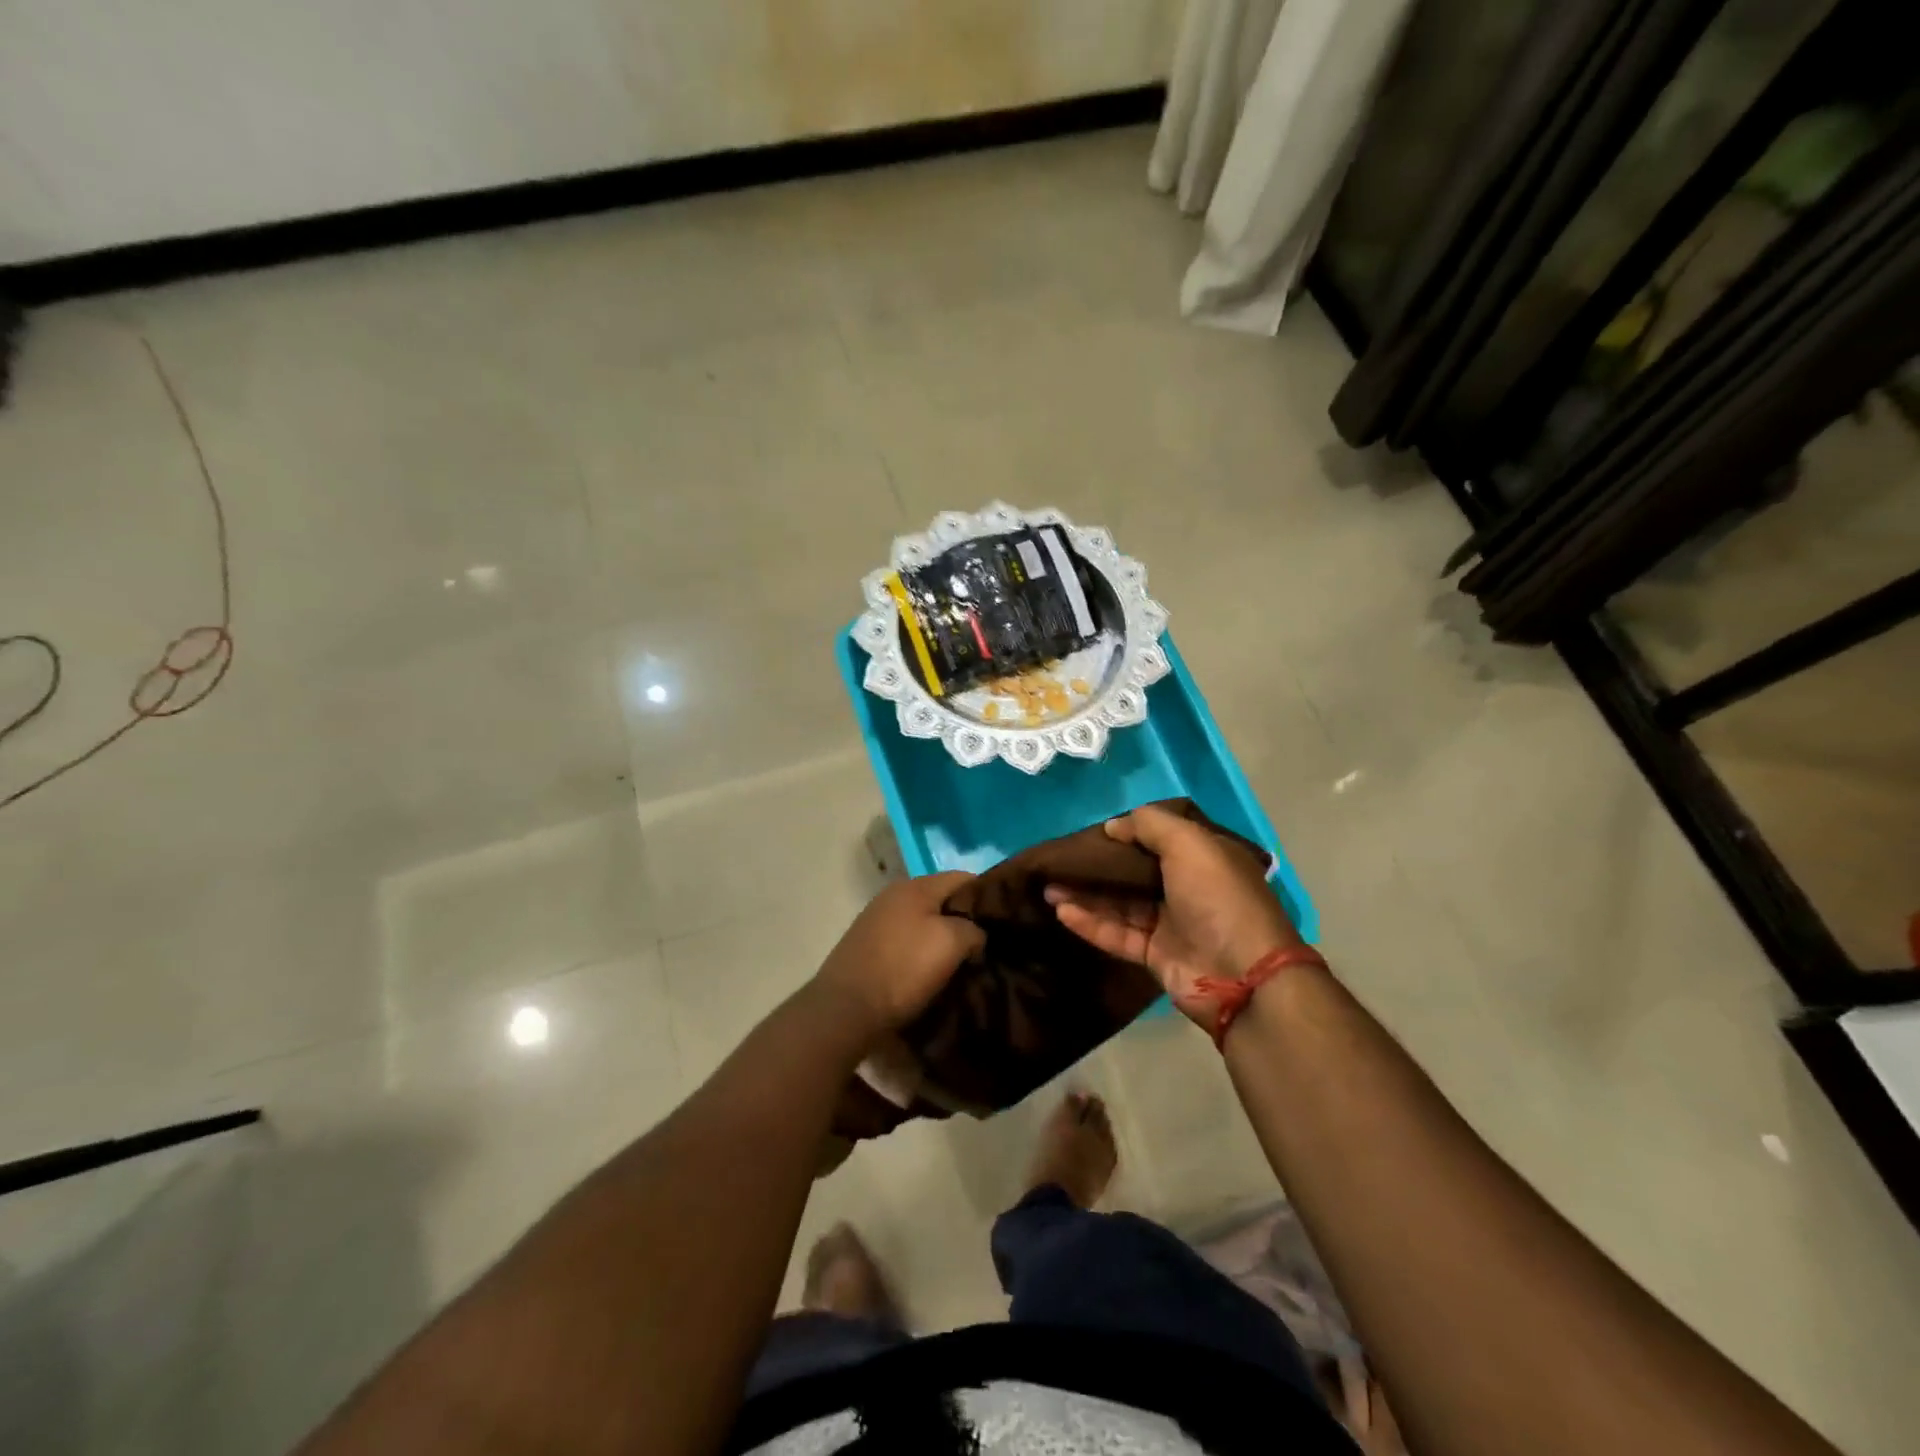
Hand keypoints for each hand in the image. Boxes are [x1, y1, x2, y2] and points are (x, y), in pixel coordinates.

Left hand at [813, 872, 984, 1039]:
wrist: (845, 1010)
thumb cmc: (903, 968)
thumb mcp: (951, 943)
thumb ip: (973, 930)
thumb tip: (976, 935)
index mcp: (914, 885)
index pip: (964, 878)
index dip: (988, 896)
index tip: (1006, 921)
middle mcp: (893, 896)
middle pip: (942, 901)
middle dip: (966, 921)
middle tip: (988, 946)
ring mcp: (877, 921)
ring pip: (924, 923)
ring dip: (944, 940)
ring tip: (964, 964)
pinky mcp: (868, 947)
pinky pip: (907, 943)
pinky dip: (922, 954)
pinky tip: (933, 974)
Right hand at [1045, 804, 1300, 1027]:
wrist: (1241, 976)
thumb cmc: (1219, 899)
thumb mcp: (1190, 844)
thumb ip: (1150, 825)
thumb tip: (1113, 825)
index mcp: (1205, 859)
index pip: (1162, 839)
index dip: (1129, 833)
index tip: (1095, 831)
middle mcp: (1189, 888)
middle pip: (1135, 872)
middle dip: (1099, 866)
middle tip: (1062, 860)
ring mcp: (1171, 924)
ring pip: (1120, 904)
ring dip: (1085, 895)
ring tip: (1048, 886)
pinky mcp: (1155, 956)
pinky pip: (1117, 934)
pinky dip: (1090, 923)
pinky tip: (1061, 911)